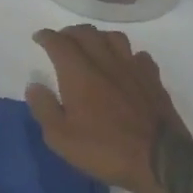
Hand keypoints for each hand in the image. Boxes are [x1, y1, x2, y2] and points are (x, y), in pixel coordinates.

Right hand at [26, 26, 189, 192]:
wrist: (159, 159)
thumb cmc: (104, 149)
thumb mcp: (61, 138)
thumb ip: (44, 108)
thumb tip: (34, 86)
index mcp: (79, 73)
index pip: (59, 43)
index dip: (46, 37)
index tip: (39, 37)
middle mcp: (105, 62)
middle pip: (86, 34)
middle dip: (70, 33)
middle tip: (61, 41)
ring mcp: (132, 68)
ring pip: (114, 38)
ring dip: (98, 37)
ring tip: (92, 46)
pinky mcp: (153, 79)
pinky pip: (138, 55)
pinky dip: (127, 55)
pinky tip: (125, 64)